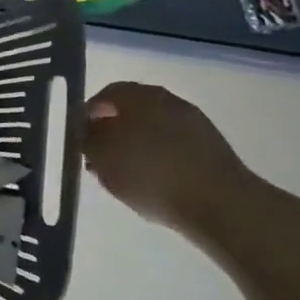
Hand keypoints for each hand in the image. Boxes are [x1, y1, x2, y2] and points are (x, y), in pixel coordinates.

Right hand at [83, 82, 258, 237]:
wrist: (221, 205)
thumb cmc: (150, 174)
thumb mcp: (100, 155)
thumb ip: (86, 138)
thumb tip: (87, 129)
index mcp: (139, 95)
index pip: (105, 94)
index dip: (88, 115)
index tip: (79, 138)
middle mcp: (168, 101)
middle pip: (131, 111)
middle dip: (113, 131)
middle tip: (99, 157)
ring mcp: (195, 124)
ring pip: (153, 130)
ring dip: (136, 147)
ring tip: (124, 175)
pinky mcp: (213, 149)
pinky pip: (174, 148)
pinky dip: (159, 159)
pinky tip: (152, 183)